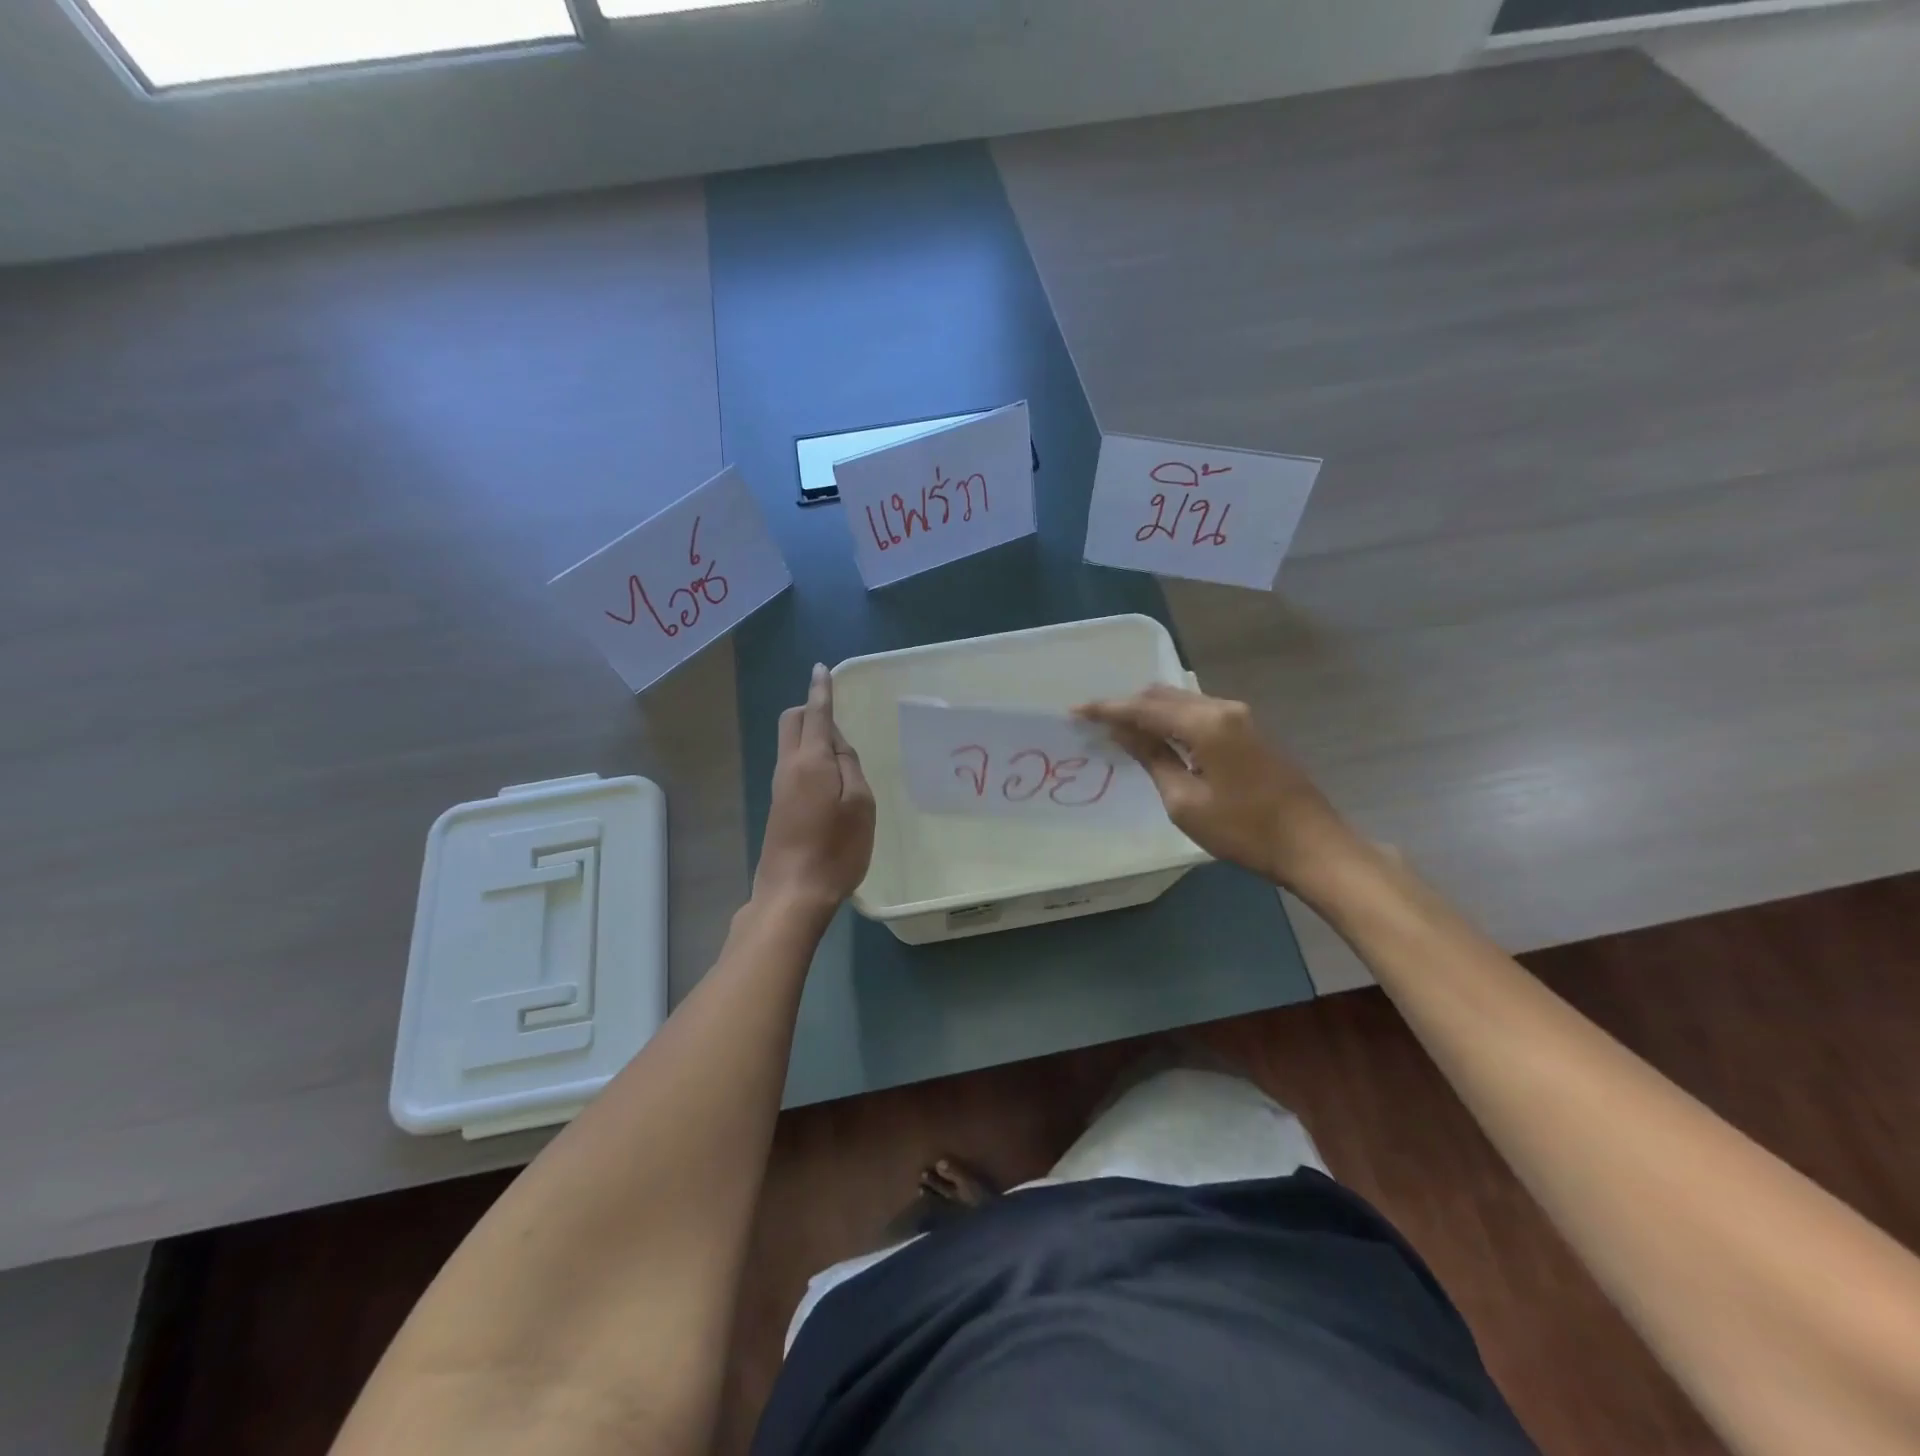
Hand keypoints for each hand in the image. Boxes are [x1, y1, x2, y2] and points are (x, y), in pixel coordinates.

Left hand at [753, 664, 875, 918]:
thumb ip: (850, 766)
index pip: (815, 714)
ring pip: (791, 745)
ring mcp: (779, 788)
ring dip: (811, 737)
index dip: (821, 690)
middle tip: (837, 718)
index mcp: (810, 760)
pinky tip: (830, 780)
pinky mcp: (778, 807)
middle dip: (809, 709)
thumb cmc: (836, 848)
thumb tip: (837, 743)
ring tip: (843, 755)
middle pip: (791, 723)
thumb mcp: (860, 804)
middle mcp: (788, 767)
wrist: (793, 893)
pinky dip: (809, 759)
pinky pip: (793, 766)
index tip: (821, 669)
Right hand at [1076, 685, 1353, 892]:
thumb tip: (1123, 731)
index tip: (1075, 710)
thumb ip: (1153, 758)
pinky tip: (1158, 737)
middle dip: (1127, 705)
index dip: (1107, 709)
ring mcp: (1241, 717)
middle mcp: (1223, 708)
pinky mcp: (1249, 731)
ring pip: (1182, 701)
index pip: (1144, 708)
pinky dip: (1172, 720)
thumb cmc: (1244, 830)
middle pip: (1163, 695)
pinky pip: (1199, 713)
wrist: (1312, 845)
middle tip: (1095, 722)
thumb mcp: (1186, 801)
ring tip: (1120, 730)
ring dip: (1150, 712)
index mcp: (1206, 723)